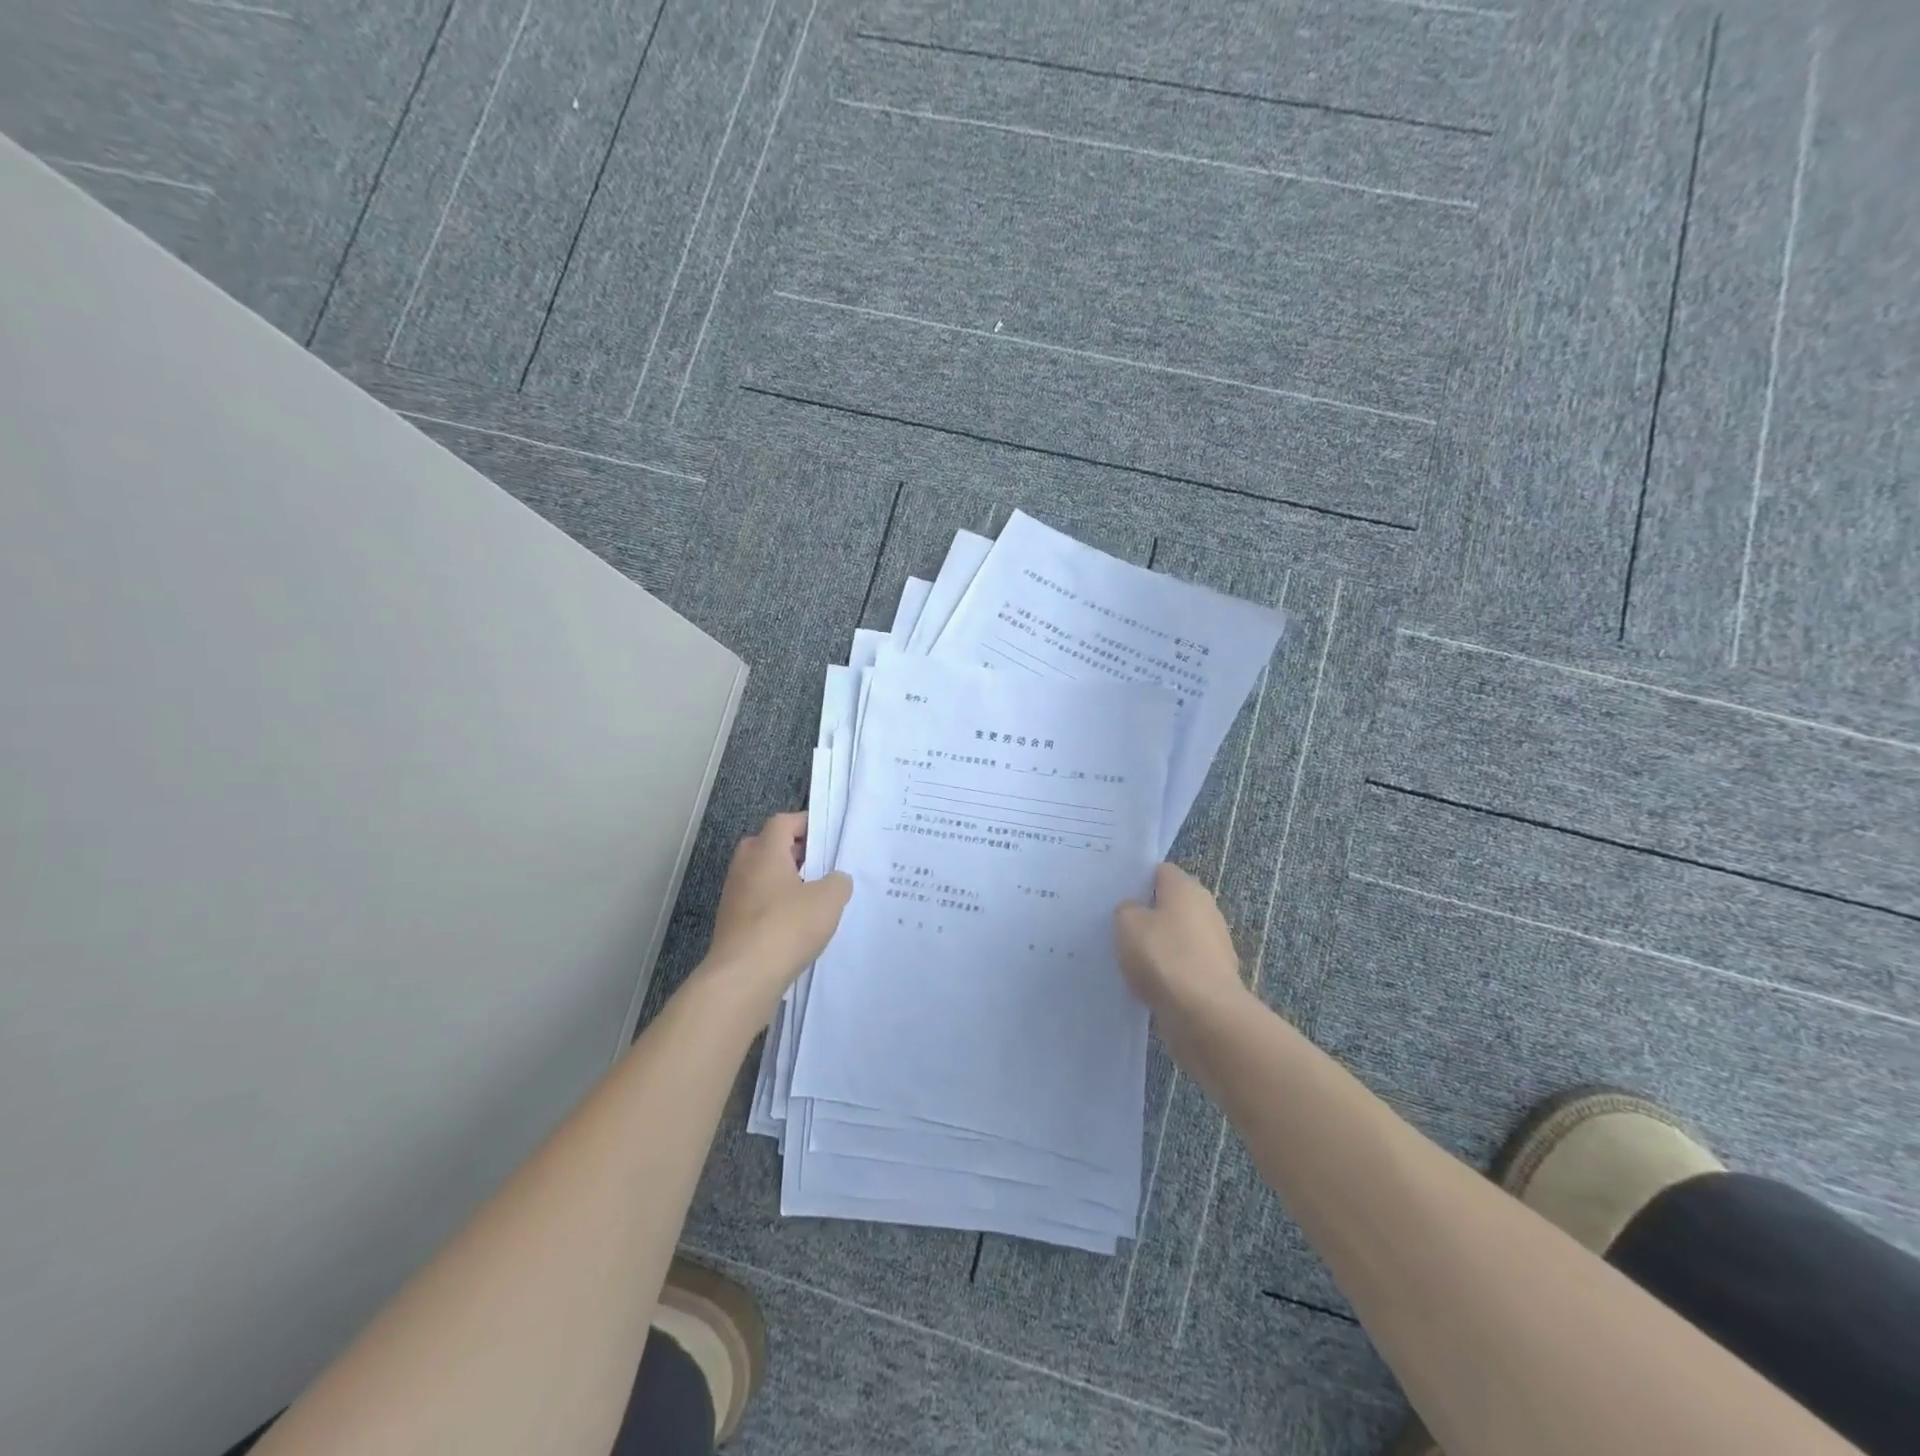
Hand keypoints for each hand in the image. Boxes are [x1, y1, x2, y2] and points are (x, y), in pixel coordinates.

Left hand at [701, 812, 851, 1005]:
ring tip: (813, 896)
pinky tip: (796, 924)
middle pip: (767, 845)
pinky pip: (757, 902)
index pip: (782, 822)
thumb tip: (835, 880)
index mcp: (765, 852)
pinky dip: (775, 905)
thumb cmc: (787, 927)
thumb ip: (838, 882)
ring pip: (761, 875)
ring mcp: (734, 896)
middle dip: (794, 851)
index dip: (805, 823)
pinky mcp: (732, 923)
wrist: (743, 977)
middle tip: (820, 863)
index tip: (828, 836)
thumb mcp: (829, 899)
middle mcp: (744, 868)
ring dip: (784, 880)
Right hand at [1114, 863, 1245, 1016]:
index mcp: (1186, 887)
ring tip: (1132, 960)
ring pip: (1179, 936)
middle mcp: (1207, 909)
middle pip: (1172, 904)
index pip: (1161, 872)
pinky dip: (1171, 972)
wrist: (1203, 1013)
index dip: (1139, 881)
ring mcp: (1216, 944)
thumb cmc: (1163, 955)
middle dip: (1150, 914)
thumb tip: (1135, 911)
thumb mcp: (1126, 923)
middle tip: (1121, 927)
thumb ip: (1126, 910)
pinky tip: (1151, 984)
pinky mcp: (1217, 975)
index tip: (1119, 896)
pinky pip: (1186, 965)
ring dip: (1161, 945)